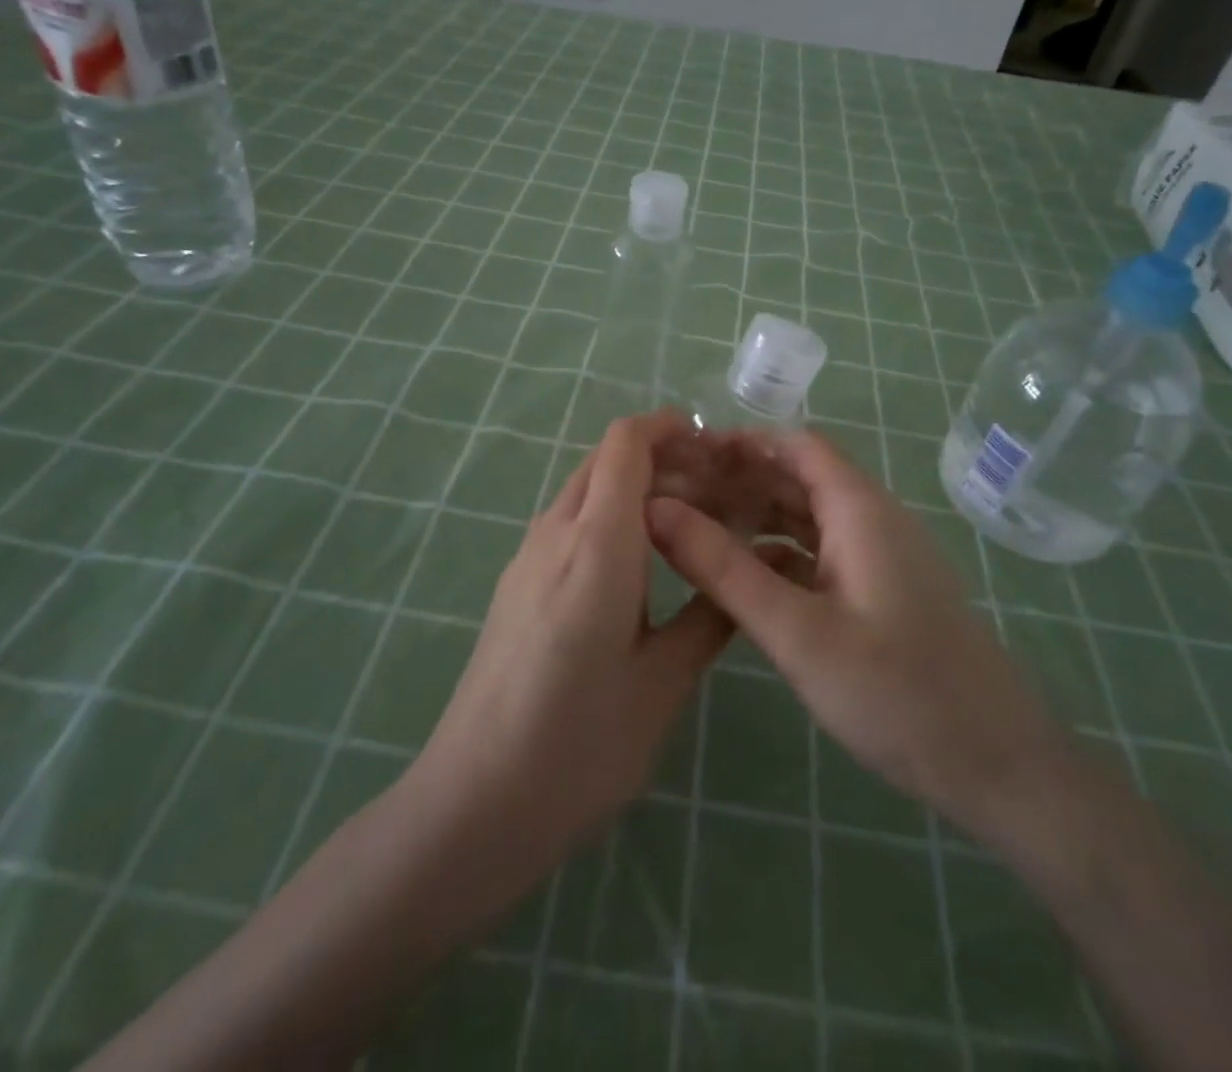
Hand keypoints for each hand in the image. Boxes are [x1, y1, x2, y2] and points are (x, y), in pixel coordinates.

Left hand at [408, 412, 733, 866]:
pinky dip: (608, 518)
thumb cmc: (579, 743)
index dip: (670, 428)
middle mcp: (554, 534)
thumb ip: (711, 614)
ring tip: (687, 526)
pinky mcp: (516, 585)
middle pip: (605, 460)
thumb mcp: (664, 682)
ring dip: (633, 488)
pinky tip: (640, 566)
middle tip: (716, 492)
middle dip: (661, 457)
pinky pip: (567, 524)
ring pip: (584, 491)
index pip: (625, 443)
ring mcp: (526, 559)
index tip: (716, 447)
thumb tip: (756, 569)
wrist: (475, 803)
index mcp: (596, 543)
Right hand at [646, 429, 1063, 832]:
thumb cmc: (896, 693)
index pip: (797, 445)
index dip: (742, 442)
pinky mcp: (885, 594)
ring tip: (697, 529)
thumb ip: (723, 569)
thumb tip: (656, 509)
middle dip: (741, 478)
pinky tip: (744, 577)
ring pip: (810, 518)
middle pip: (801, 477)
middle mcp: (875, 521)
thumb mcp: (796, 631)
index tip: (684, 457)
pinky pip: (823, 555)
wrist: (998, 768)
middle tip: (676, 496)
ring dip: (759, 516)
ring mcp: (883, 559)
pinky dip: (781, 554)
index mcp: (861, 510)